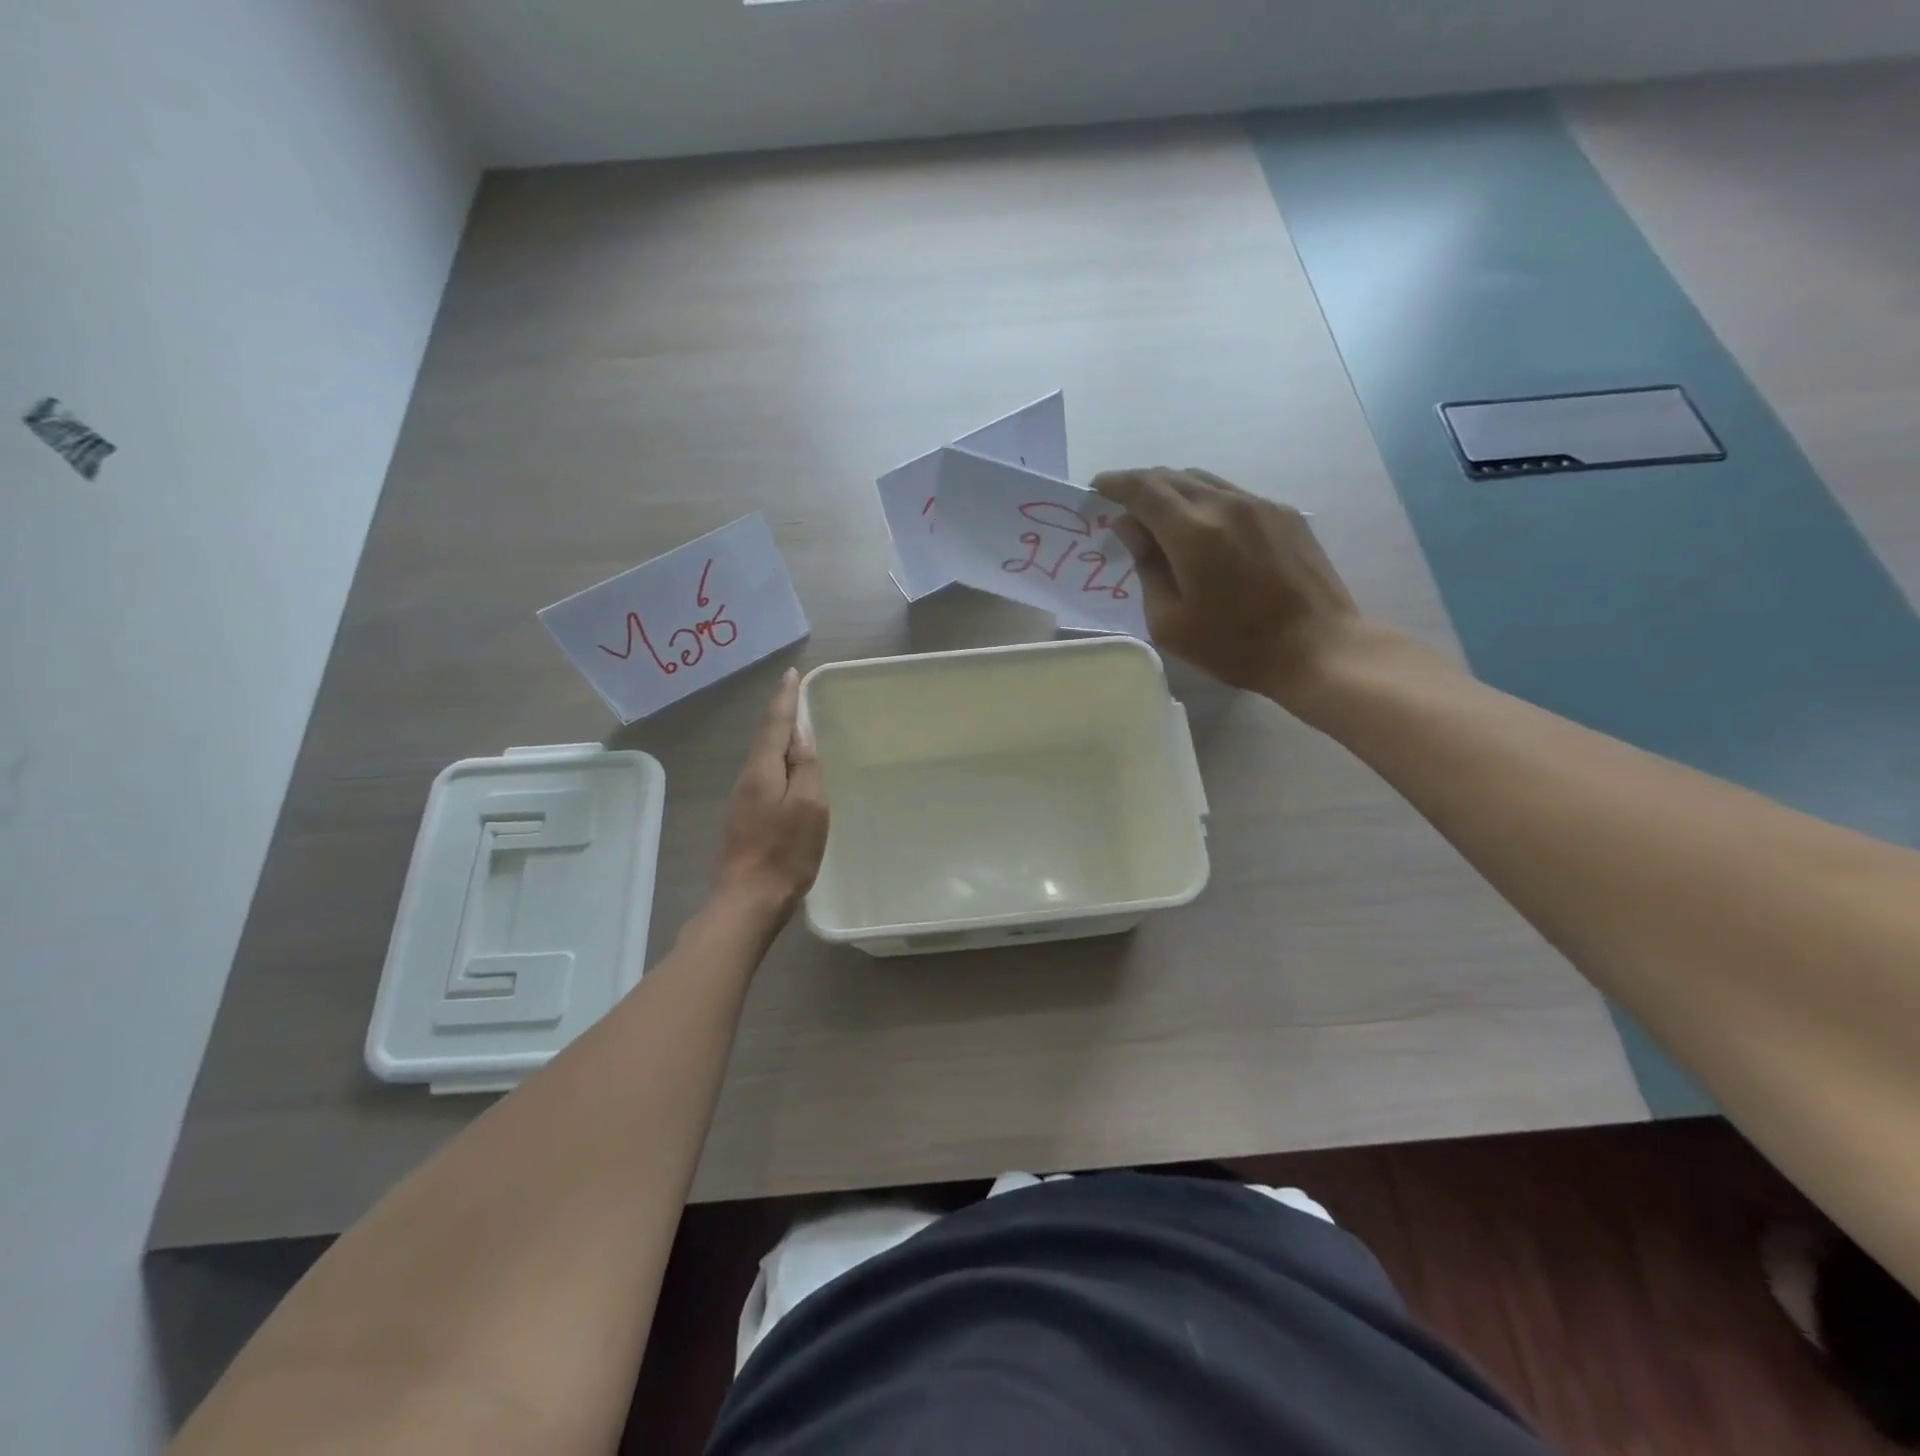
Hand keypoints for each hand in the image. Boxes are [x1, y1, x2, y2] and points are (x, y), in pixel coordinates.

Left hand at [716, 669, 828, 917]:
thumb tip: (802, 735)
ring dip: (779, 739)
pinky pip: (765, 777)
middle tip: (797, 695)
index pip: (775, 724)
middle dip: (781, 715)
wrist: (749, 899)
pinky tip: (788, 771)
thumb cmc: (785, 852)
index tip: (791, 673)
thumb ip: (806, 768)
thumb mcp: (809, 806)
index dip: (785, 698)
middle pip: (766, 738)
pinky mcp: (746, 819)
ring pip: (764, 758)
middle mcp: (748, 779)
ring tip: (797, 728)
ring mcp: (743, 800)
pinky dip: (778, 763)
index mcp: (762, 771)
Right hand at [1092, 467, 1370, 705]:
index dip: (1115, 484)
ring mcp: (1260, 505)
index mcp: (1192, 532)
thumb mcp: (1170, 621)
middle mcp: (1225, 504)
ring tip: (1162, 517)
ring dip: (1175, 491)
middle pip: (1173, 477)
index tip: (1097, 489)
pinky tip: (1207, 532)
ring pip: (1205, 481)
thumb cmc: (1233, 645)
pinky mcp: (1285, 514)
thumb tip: (1128, 527)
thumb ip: (1146, 567)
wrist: (1317, 647)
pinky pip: (1234, 495)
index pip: (1143, 489)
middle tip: (1124, 507)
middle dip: (1142, 486)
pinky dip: (1207, 502)